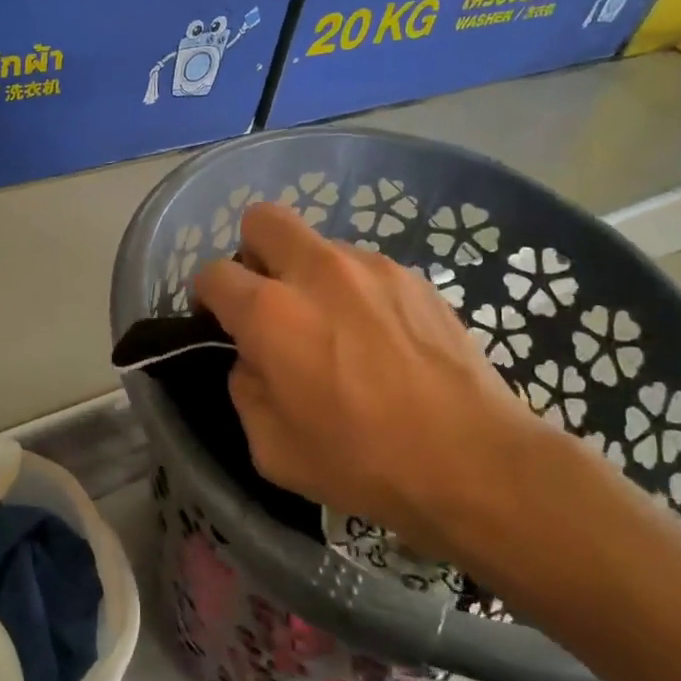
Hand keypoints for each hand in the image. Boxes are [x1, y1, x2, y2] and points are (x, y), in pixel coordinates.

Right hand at [194, 203, 569, 582]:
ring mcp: (371, 267)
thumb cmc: (363, 461)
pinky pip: (364, 268)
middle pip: (263, 219)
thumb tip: (251, 360)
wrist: (472, 460)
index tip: (221, 322)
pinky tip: (381, 339)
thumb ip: (245, 389)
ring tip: (338, 330)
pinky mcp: (413, 276)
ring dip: (310, 276)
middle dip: (253, 252)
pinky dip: (355, 291)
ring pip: (318, 245)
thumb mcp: (272, 449)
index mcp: (272, 312)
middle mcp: (317, 271)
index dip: (208, 296)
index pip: (214, 273)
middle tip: (270, 300)